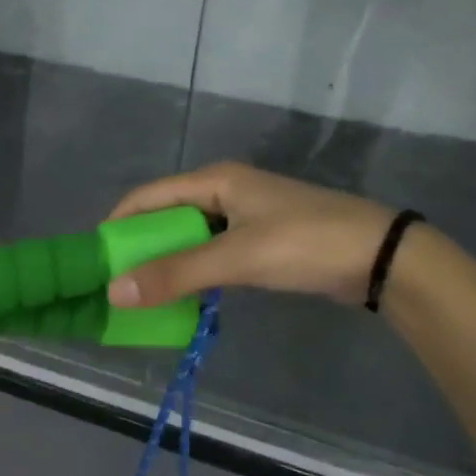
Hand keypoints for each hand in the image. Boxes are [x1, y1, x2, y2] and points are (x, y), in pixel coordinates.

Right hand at [105, 162, 396, 307]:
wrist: (381, 257)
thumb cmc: (305, 244)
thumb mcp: (237, 258)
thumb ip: (176, 274)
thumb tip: (114, 291)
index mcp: (214, 180)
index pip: (148, 196)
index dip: (117, 224)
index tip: (94, 259)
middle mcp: (224, 190)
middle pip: (165, 215)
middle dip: (138, 247)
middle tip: (114, 283)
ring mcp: (244, 215)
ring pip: (188, 237)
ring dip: (166, 262)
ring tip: (140, 294)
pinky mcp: (260, 239)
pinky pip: (211, 252)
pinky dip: (193, 271)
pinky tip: (183, 295)